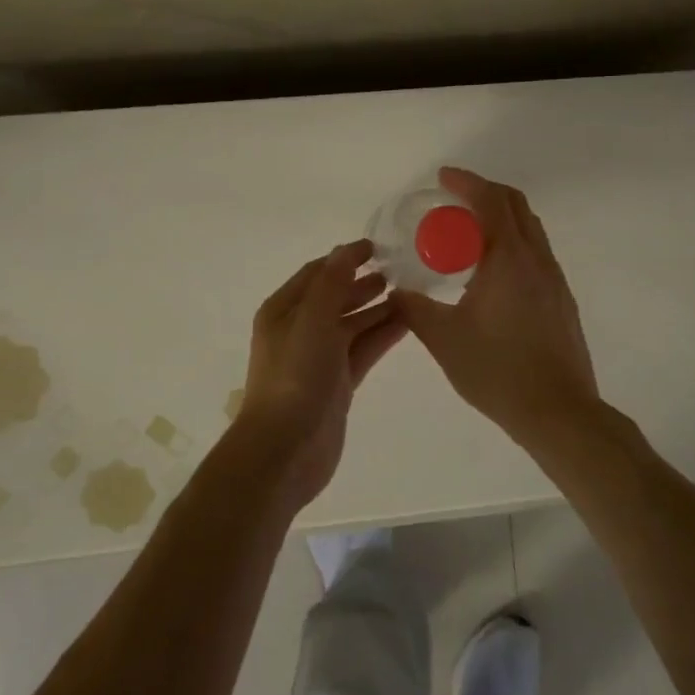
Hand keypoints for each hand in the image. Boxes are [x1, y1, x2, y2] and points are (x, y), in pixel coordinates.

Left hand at [233, 239, 407, 515]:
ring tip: (411, 293)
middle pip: (336, 297)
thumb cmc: (295, 376)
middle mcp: (300, 330)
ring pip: (353, 324)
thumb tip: (347, 249)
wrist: (286, 448)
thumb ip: (333, 283)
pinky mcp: (338, 383)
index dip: (345, 257)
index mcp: (283, 310)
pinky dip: (383, 335)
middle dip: (364, 283)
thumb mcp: (312, 320)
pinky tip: (408, 323)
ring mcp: (320, 358)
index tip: (379, 246)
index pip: (317, 273)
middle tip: (402, 271)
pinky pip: (363, 350)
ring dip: (378, 308)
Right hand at [395, 168, 600, 446]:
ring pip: (531, 230)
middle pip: (516, 206)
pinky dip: (512, 245)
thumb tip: (396, 290)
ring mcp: (555, 280)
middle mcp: (537, 260)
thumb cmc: (497, 371)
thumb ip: (415, 309)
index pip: (490, 201)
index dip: (466, 182)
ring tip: (469, 236)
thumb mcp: (444, 339)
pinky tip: (491, 274)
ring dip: (501, 219)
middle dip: (485, 193)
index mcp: (509, 259)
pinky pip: (536, 255)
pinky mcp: (562, 301)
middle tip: (454, 202)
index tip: (443, 177)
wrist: (557, 411)